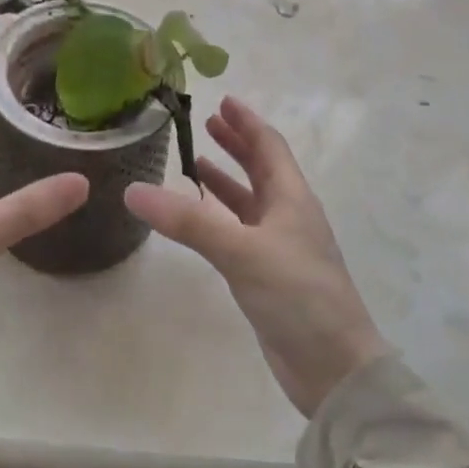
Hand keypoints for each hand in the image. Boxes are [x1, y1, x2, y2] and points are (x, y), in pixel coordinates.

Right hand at [124, 97, 388, 416]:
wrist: (334, 368)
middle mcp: (288, 215)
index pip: (269, 146)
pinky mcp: (268, 275)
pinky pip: (240, 232)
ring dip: (227, 179)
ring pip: (250, 201)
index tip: (224, 99)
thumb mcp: (242, 251)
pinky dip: (220, 216)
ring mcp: (279, 247)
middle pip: (262, 168)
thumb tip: (134, 190)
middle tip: (207, 123)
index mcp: (292, 198)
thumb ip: (189, 221)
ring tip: (196, 162)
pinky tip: (199, 220)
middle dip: (236, 144)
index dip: (247, 122)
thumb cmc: (298, 296)